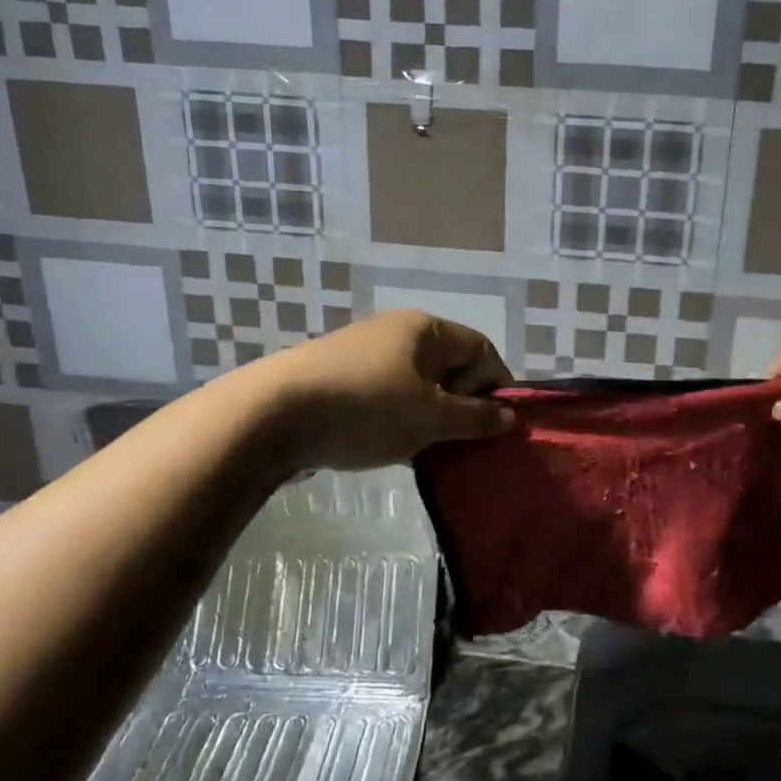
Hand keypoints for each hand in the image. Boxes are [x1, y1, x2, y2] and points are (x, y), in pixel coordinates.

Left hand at [261, 310, 513, 470]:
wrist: (270, 416)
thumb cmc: (367, 409)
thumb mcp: (431, 419)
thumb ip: (475, 418)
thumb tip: (510, 417)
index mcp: (425, 329)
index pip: (481, 348)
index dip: (497, 385)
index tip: (498, 426)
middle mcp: (396, 331)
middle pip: (448, 365)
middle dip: (462, 404)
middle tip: (462, 442)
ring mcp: (363, 353)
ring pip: (416, 384)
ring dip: (429, 417)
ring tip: (427, 452)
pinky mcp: (337, 377)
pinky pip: (385, 395)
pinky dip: (397, 419)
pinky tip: (390, 449)